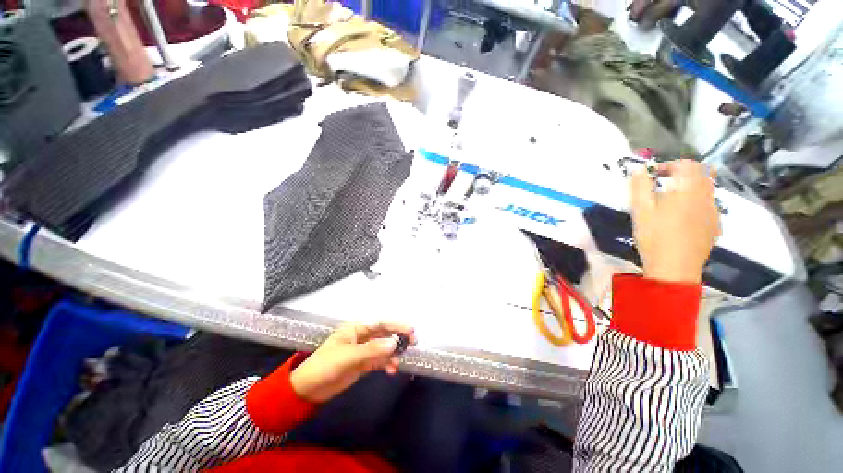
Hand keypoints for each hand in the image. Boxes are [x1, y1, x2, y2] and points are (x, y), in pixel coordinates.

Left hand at [290, 322, 416, 402]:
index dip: (396, 325)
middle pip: (385, 333)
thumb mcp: (348, 357)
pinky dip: (387, 363)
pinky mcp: (363, 363)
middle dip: (398, 337)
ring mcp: (363, 350)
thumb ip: (373, 350)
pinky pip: (380, 360)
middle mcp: (362, 336)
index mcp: (357, 328)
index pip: (380, 323)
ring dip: (393, 353)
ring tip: (399, 362)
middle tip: (413, 343)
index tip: (411, 331)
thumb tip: (395, 343)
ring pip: (384, 347)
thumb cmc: (325, 366)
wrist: (308, 390)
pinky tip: (392, 370)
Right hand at [630, 159, 720, 283]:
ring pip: (706, 190)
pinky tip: (682, 218)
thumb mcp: (641, 210)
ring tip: (670, 203)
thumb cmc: (655, 236)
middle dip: (682, 175)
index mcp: (689, 190)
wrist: (674, 268)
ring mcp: (714, 212)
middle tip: (663, 185)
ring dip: (690, 189)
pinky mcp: (715, 226)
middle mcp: (707, 197)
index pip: (687, 165)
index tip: (654, 175)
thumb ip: (640, 186)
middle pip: (701, 174)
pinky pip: (708, 206)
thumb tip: (638, 169)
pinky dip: (696, 204)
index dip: (670, 165)